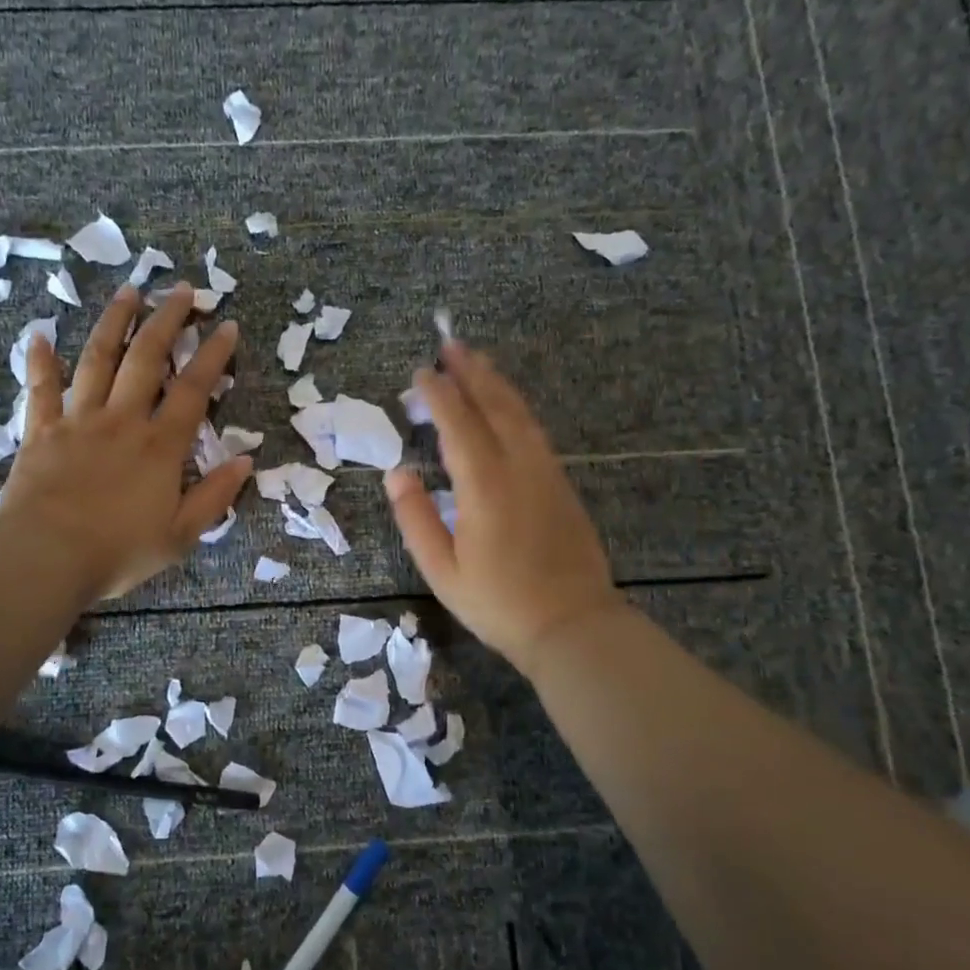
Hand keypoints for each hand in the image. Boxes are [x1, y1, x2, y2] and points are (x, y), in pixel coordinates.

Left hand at [0, 282, 252, 601]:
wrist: (45, 558)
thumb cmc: (117, 551)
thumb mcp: (180, 535)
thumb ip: (214, 496)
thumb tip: (246, 461)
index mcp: (160, 446)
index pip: (193, 390)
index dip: (212, 355)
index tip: (225, 325)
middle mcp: (122, 421)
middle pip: (147, 358)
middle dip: (166, 320)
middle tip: (179, 289)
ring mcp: (79, 421)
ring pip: (98, 360)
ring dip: (114, 322)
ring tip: (128, 291)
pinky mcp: (41, 431)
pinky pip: (41, 389)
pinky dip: (40, 361)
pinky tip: (39, 334)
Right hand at [384, 342, 619, 674]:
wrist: (573, 625)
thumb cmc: (499, 603)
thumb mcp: (442, 570)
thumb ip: (416, 518)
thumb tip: (396, 474)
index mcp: (484, 486)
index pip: (458, 425)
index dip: (438, 395)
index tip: (421, 373)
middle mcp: (518, 467)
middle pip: (493, 406)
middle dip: (471, 372)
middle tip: (450, 344)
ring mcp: (545, 472)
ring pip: (519, 414)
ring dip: (496, 383)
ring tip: (477, 360)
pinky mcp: (560, 483)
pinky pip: (534, 431)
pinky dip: (515, 407)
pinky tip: (507, 404)